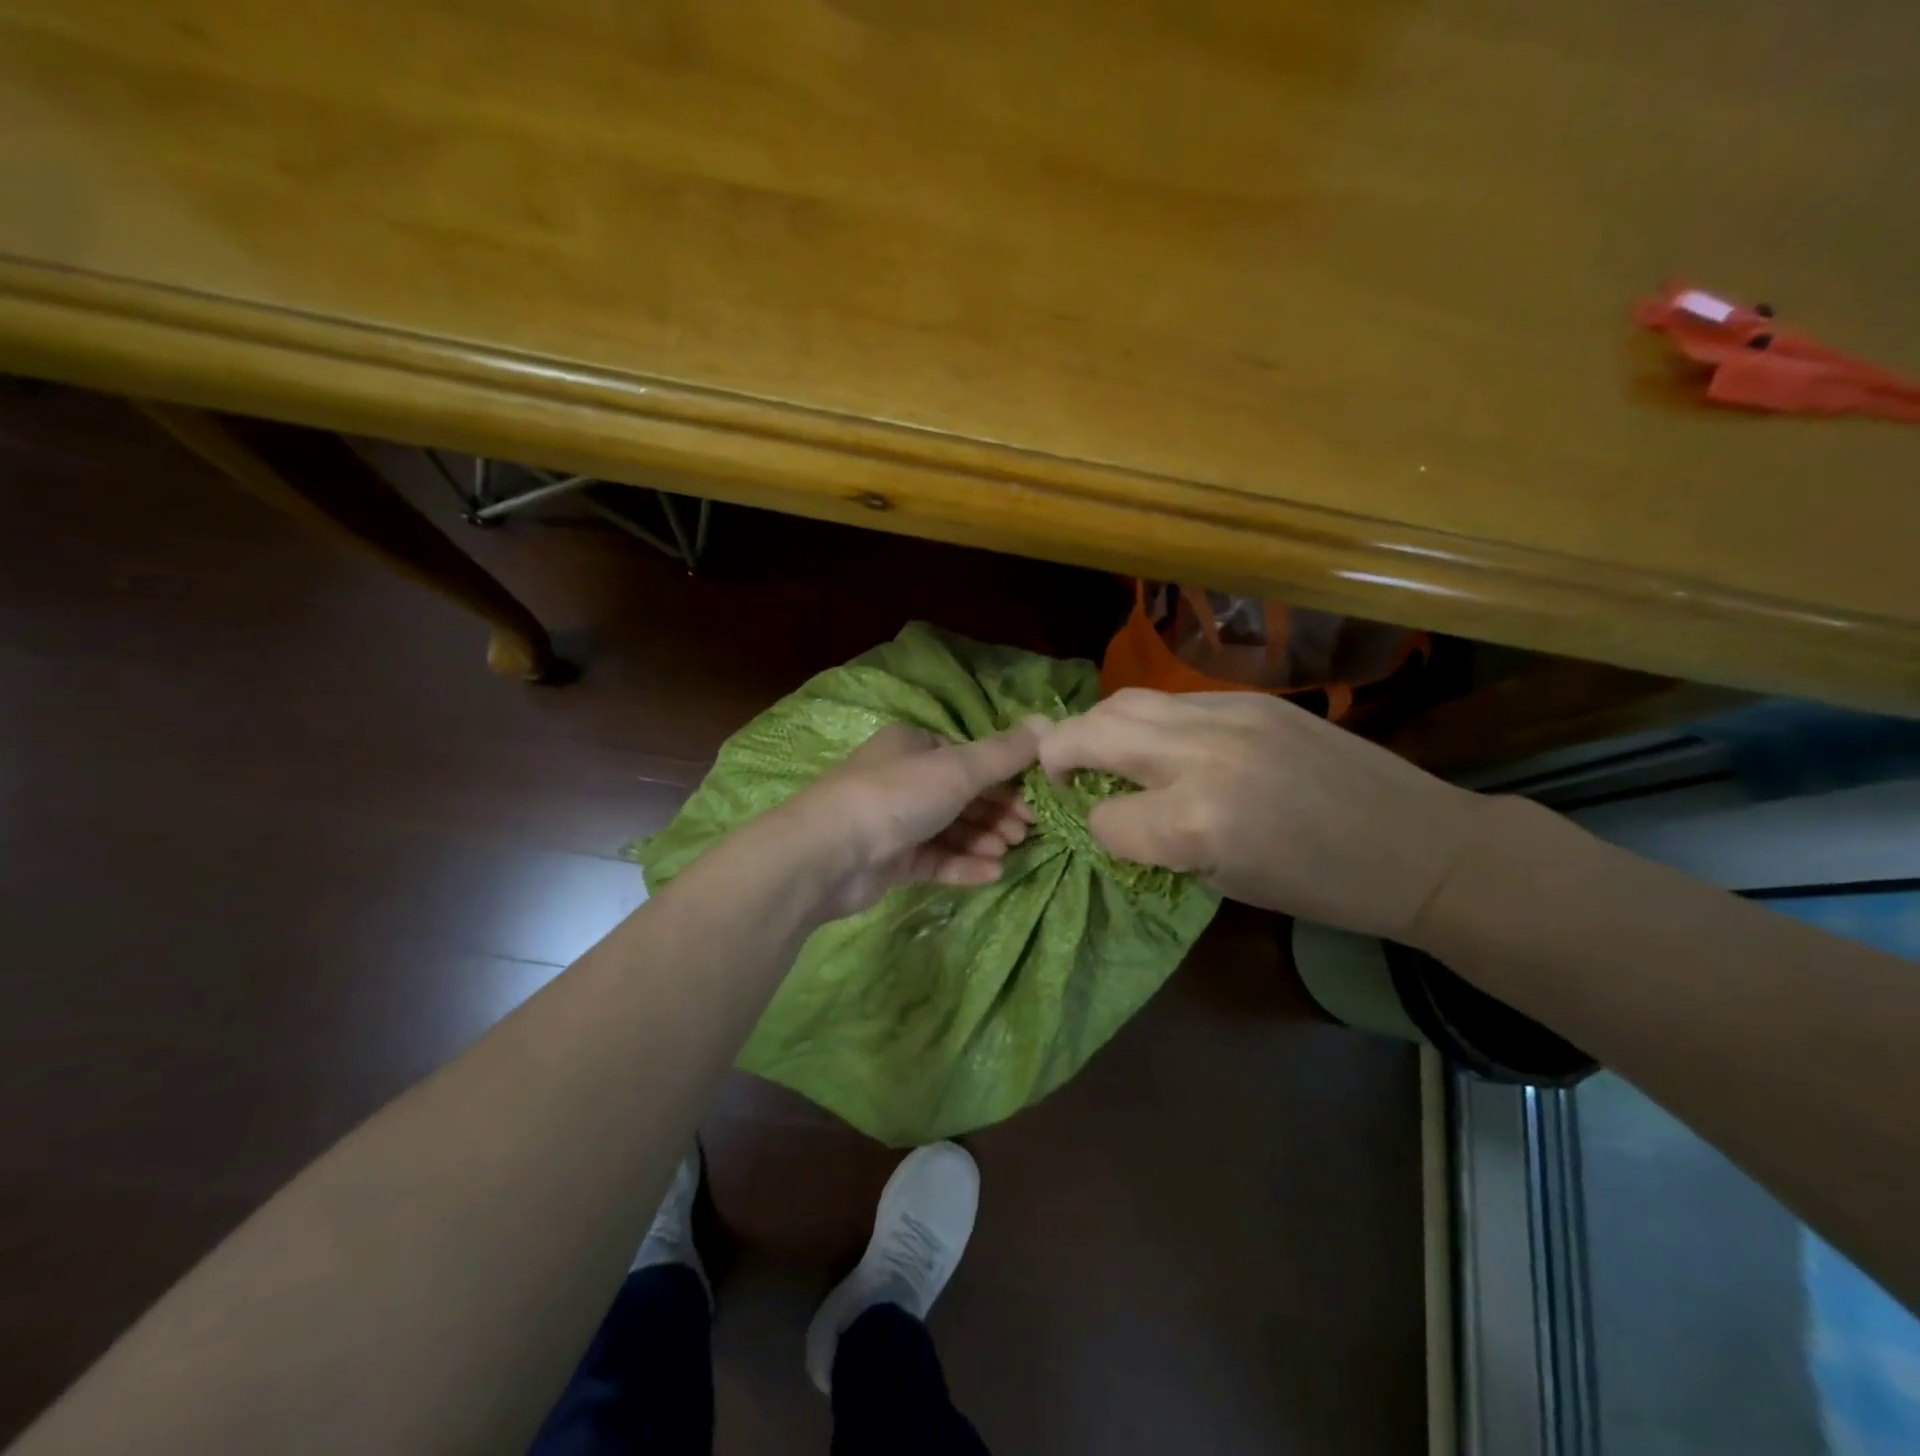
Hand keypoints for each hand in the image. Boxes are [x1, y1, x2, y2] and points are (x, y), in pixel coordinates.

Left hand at [782, 719, 1047, 917]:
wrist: (828, 854)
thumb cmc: (896, 797)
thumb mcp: (957, 769)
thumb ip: (1004, 753)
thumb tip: (1049, 723)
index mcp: (914, 745)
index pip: (969, 758)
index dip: (1005, 778)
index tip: (1035, 800)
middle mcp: (903, 779)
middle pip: (962, 795)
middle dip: (998, 812)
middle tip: (1027, 832)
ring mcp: (894, 822)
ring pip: (950, 828)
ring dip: (983, 838)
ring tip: (1009, 852)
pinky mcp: (889, 860)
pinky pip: (935, 859)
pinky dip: (963, 864)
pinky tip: (992, 874)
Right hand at [1038, 689, 1489, 940]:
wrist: (1418, 844)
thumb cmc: (1322, 887)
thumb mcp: (1224, 882)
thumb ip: (1159, 843)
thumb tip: (1113, 814)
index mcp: (1194, 822)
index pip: (1103, 818)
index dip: (1098, 832)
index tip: (1110, 836)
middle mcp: (1200, 756)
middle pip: (1092, 733)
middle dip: (1060, 754)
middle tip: (1060, 773)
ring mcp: (1227, 715)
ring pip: (1124, 702)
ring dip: (1097, 727)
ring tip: (1099, 750)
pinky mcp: (1249, 698)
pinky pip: (1172, 701)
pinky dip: (1149, 722)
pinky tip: (1161, 742)